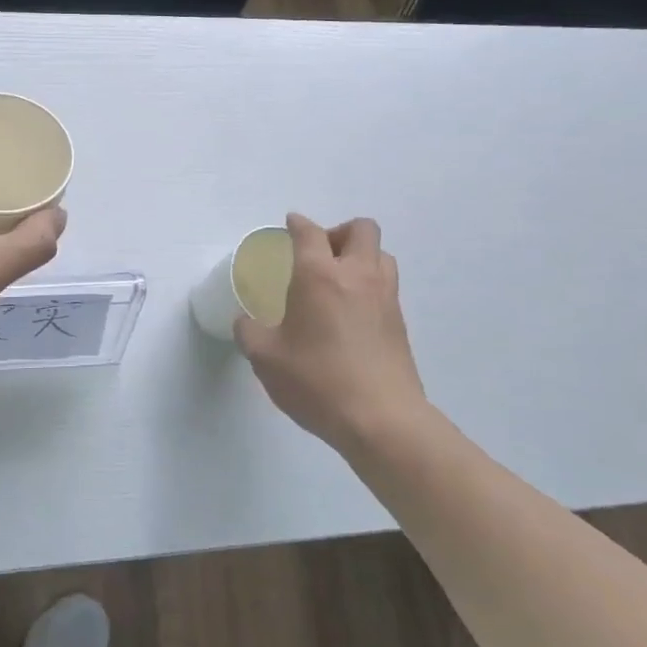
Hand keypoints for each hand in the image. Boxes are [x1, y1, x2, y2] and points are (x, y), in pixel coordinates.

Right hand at [234, 213, 427, 451]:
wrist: (383, 421)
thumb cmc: (318, 381)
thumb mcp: (266, 359)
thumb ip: (249, 332)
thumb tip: (246, 322)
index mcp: (319, 275)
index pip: (310, 232)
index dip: (297, 224)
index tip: (289, 226)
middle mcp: (357, 276)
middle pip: (360, 229)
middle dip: (338, 232)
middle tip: (319, 255)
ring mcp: (385, 298)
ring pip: (381, 255)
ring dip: (361, 256)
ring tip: (339, 281)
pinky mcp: (401, 324)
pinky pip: (387, 286)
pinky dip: (371, 286)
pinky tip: (352, 313)